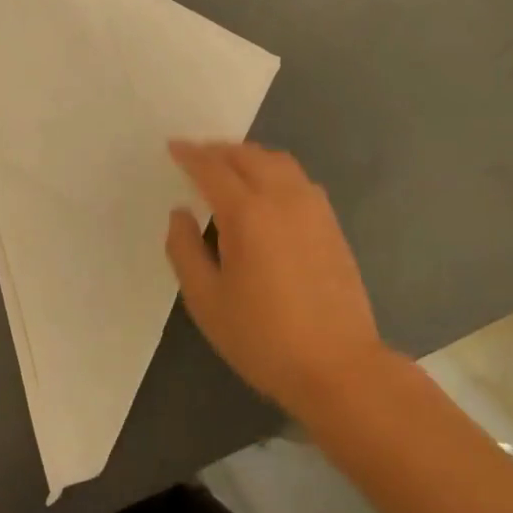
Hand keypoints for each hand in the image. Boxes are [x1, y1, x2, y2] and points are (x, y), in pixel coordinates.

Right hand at [165, 141, 390, 420]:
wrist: (338, 366)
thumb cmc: (263, 337)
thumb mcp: (206, 301)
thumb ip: (184, 250)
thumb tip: (180, 212)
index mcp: (246, 212)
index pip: (212, 168)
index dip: (189, 154)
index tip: (173, 146)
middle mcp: (281, 197)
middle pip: (246, 155)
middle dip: (217, 150)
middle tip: (196, 156)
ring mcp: (312, 207)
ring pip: (276, 160)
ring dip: (248, 155)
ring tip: (229, 167)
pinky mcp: (331, 222)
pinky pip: (297, 178)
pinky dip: (274, 169)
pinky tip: (267, 190)